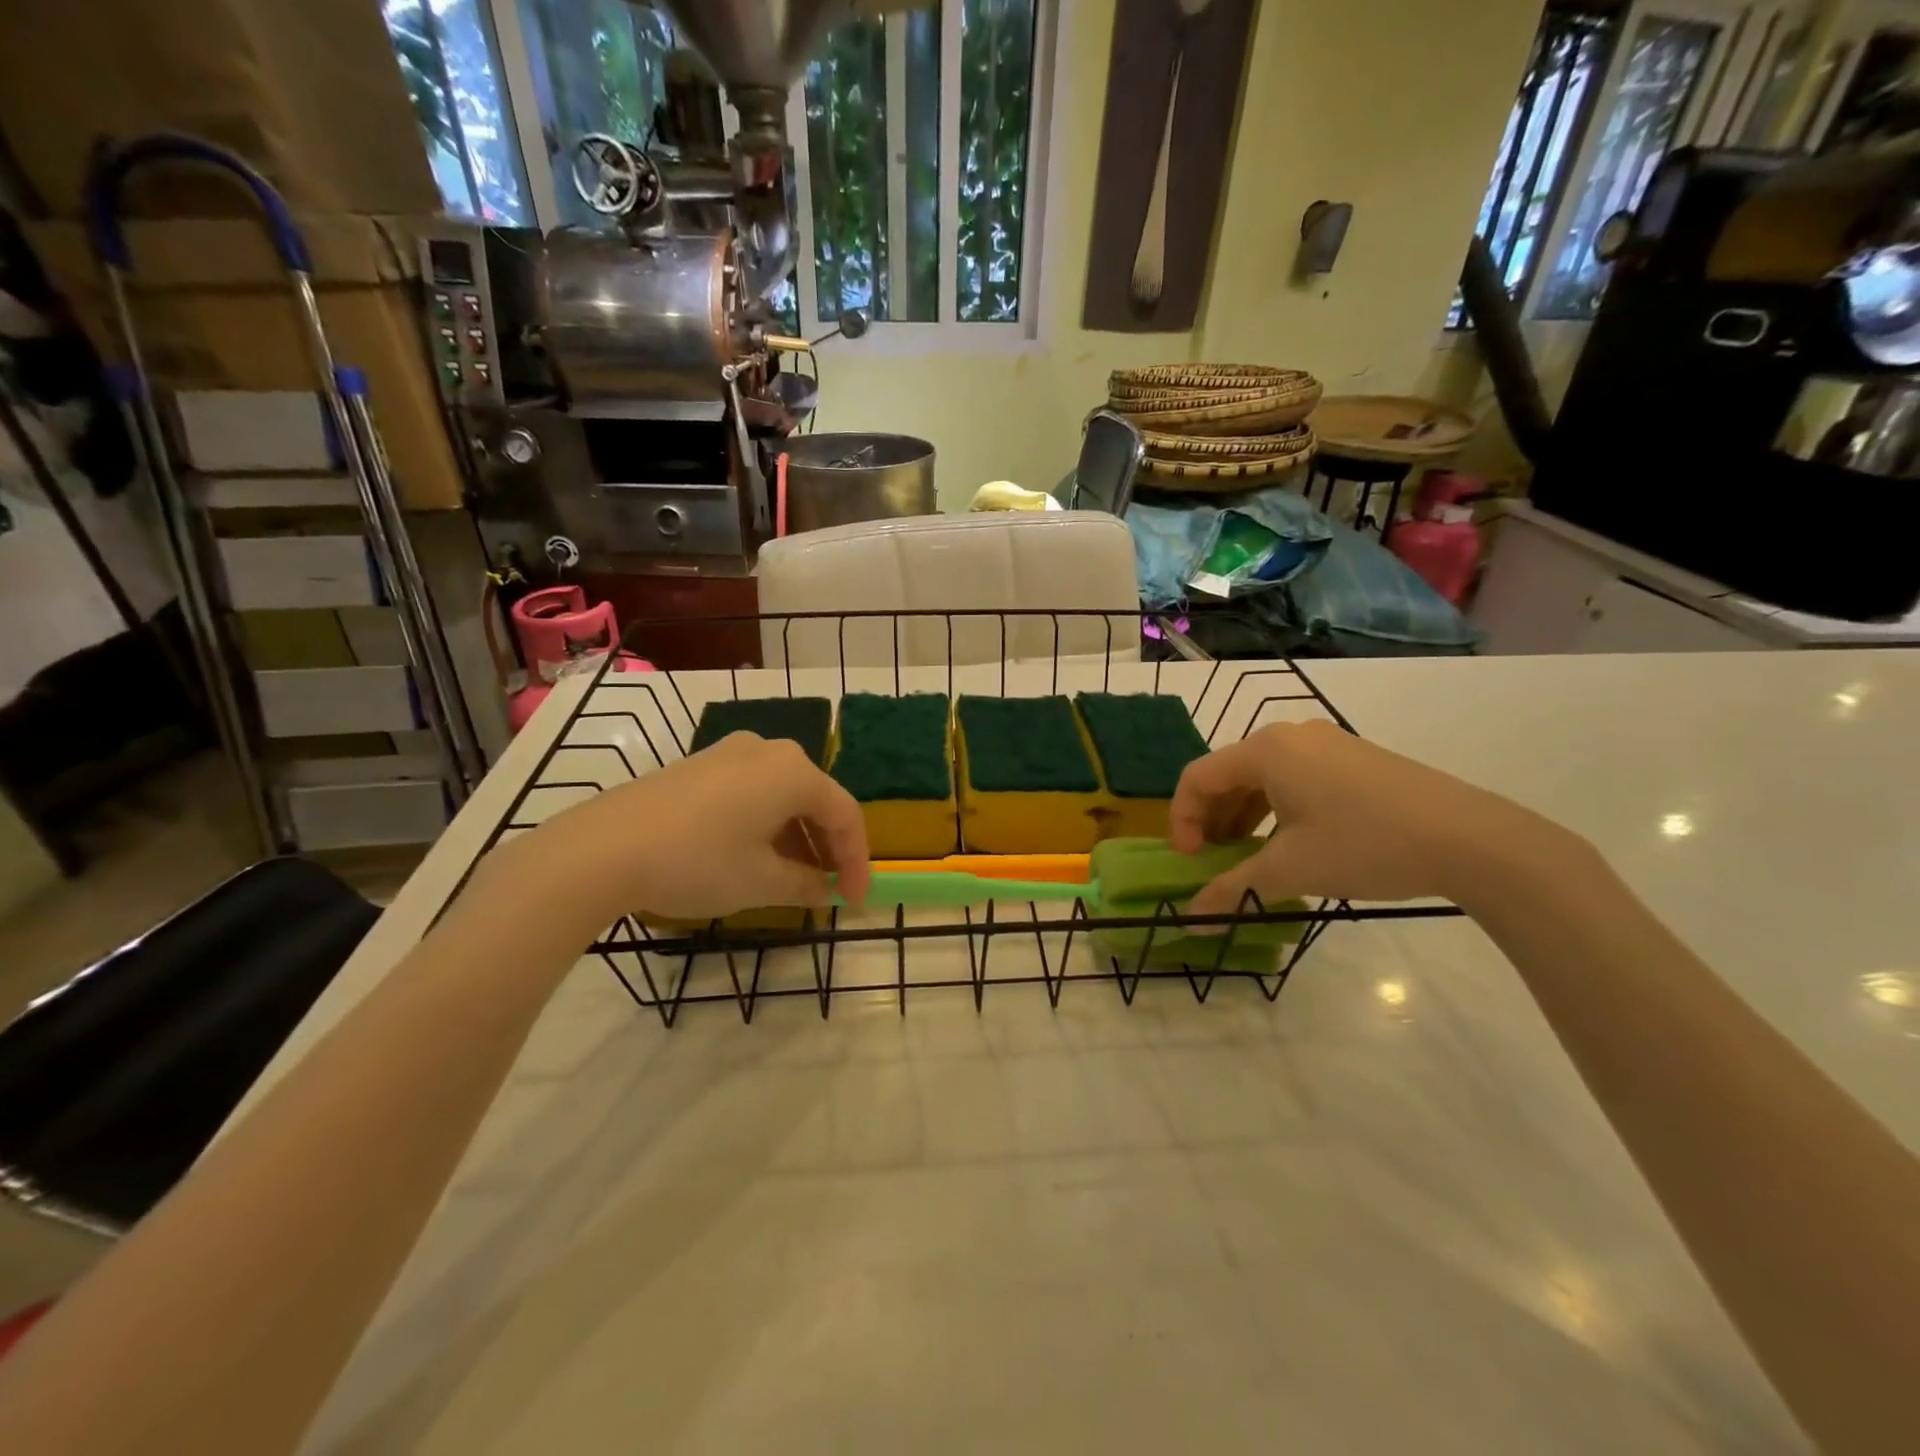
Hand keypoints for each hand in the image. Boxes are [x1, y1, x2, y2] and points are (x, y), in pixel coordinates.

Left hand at [496, 731, 870, 931]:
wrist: (601, 849)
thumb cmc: (698, 861)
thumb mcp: (761, 882)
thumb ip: (806, 884)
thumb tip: (825, 889)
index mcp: (794, 772)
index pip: (845, 814)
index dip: (857, 861)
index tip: (855, 900)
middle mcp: (768, 751)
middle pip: (815, 800)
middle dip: (827, 847)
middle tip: (829, 888)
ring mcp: (729, 753)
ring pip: (781, 796)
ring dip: (796, 838)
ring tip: (793, 880)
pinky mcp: (698, 766)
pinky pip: (751, 792)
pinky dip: (765, 825)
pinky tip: (754, 856)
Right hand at [1169, 719, 1571, 918]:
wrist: (1470, 839)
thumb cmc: (1364, 845)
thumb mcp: (1289, 870)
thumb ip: (1231, 890)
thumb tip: (1190, 921)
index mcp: (1265, 750)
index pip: (1196, 777)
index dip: (1181, 820)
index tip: (1190, 861)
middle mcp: (1290, 736)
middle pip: (1227, 773)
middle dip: (1211, 819)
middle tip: (1214, 861)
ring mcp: (1327, 743)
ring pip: (1262, 777)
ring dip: (1243, 816)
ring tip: (1250, 856)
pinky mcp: (1354, 758)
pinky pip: (1295, 778)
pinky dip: (1276, 808)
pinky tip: (1291, 842)